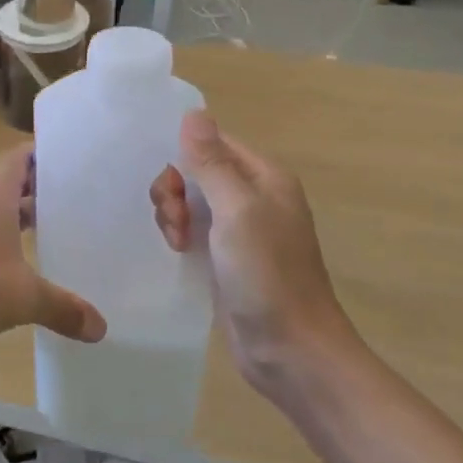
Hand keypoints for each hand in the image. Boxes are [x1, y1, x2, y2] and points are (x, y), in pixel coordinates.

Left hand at [0, 149, 105, 360]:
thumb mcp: (24, 299)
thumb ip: (63, 309)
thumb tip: (101, 328)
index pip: (17, 159)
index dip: (40, 153)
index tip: (70, 155)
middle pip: (8, 185)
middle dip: (38, 188)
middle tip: (75, 196)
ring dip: (20, 218)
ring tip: (54, 229)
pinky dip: (3, 244)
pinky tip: (19, 268)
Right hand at [149, 113, 354, 398]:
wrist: (290, 350)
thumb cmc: (267, 274)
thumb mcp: (236, 210)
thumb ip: (211, 162)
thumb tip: (194, 112)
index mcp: (264, 177)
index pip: (213, 143)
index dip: (185, 156)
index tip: (171, 186)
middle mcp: (253, 197)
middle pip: (198, 171)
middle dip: (176, 189)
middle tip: (174, 220)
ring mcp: (241, 230)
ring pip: (192, 201)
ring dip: (174, 213)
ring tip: (177, 241)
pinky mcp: (227, 259)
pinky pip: (194, 230)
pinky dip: (180, 234)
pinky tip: (178, 251)